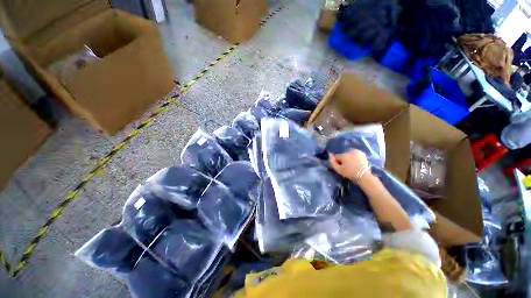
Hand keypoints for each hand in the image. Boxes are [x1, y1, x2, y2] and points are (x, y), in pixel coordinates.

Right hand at [329, 150, 369, 181]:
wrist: (364, 176)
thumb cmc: (350, 173)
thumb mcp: (338, 169)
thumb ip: (332, 162)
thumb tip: (329, 154)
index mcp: (344, 155)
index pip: (336, 156)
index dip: (337, 162)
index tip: (340, 167)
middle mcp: (350, 151)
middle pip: (342, 155)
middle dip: (343, 159)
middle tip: (346, 166)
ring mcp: (356, 151)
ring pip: (348, 154)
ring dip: (348, 158)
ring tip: (351, 165)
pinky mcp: (361, 153)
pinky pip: (354, 153)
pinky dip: (353, 157)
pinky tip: (355, 162)